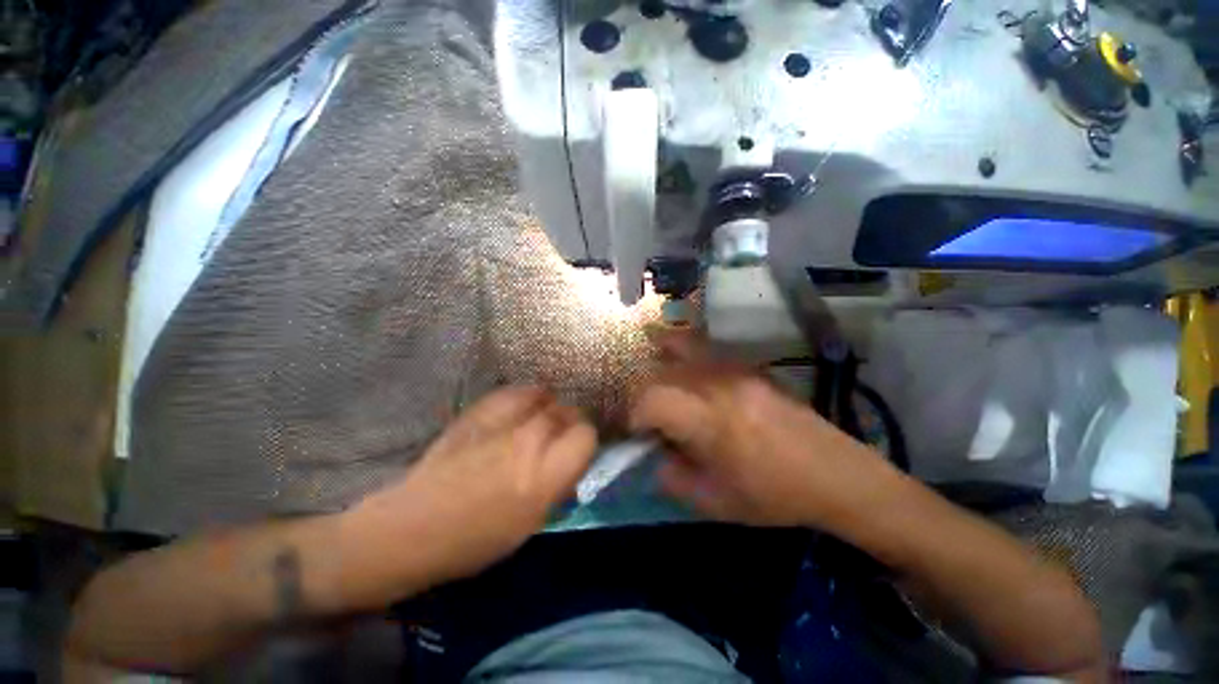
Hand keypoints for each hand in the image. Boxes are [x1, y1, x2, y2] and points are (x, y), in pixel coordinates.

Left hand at [352, 386, 596, 584]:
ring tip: (544, 417)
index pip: (586, 436)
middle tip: (561, 435)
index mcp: (543, 477)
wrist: (412, 528)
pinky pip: (514, 392)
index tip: (578, 449)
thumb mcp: (530, 523)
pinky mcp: (477, 413)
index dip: (586, 441)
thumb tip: (571, 460)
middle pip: (566, 412)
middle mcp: (527, 442)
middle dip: (570, 421)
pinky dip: (526, 395)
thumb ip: (557, 485)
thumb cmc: (474, 541)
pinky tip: (524, 404)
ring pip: (544, 397)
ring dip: (550, 406)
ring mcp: (501, 423)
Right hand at [631, 329, 892, 529]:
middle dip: (646, 394)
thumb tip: (653, 454)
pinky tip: (676, 353)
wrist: (837, 474)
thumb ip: (672, 477)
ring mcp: (737, 370)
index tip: (639, 432)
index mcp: (712, 421)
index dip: (636, 414)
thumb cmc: (775, 495)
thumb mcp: (715, 502)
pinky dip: (683, 347)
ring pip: (682, 349)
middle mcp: (720, 385)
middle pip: (663, 374)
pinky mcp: (750, 366)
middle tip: (651, 417)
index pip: (652, 400)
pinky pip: (706, 348)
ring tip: (653, 372)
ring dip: (661, 362)